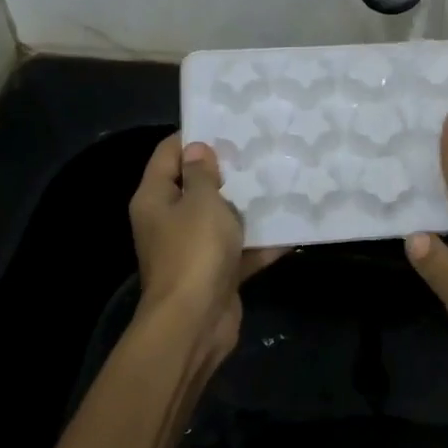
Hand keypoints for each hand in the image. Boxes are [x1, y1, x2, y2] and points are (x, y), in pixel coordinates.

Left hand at [129, 135, 282, 367]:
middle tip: (262, 151)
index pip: (168, 154)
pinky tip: (292, 228)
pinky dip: (261, 243)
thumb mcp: (201, 203)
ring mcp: (192, 249)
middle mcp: (169, 220)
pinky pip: (240, 250)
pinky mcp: (215, 273)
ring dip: (248, 207)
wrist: (195, 322)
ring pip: (221, 219)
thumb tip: (197, 150)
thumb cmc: (194, 252)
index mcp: (155, 198)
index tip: (228, 125)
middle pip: (196, 186)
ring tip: (281, 182)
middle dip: (228, 172)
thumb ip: (202, 175)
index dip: (194, 137)